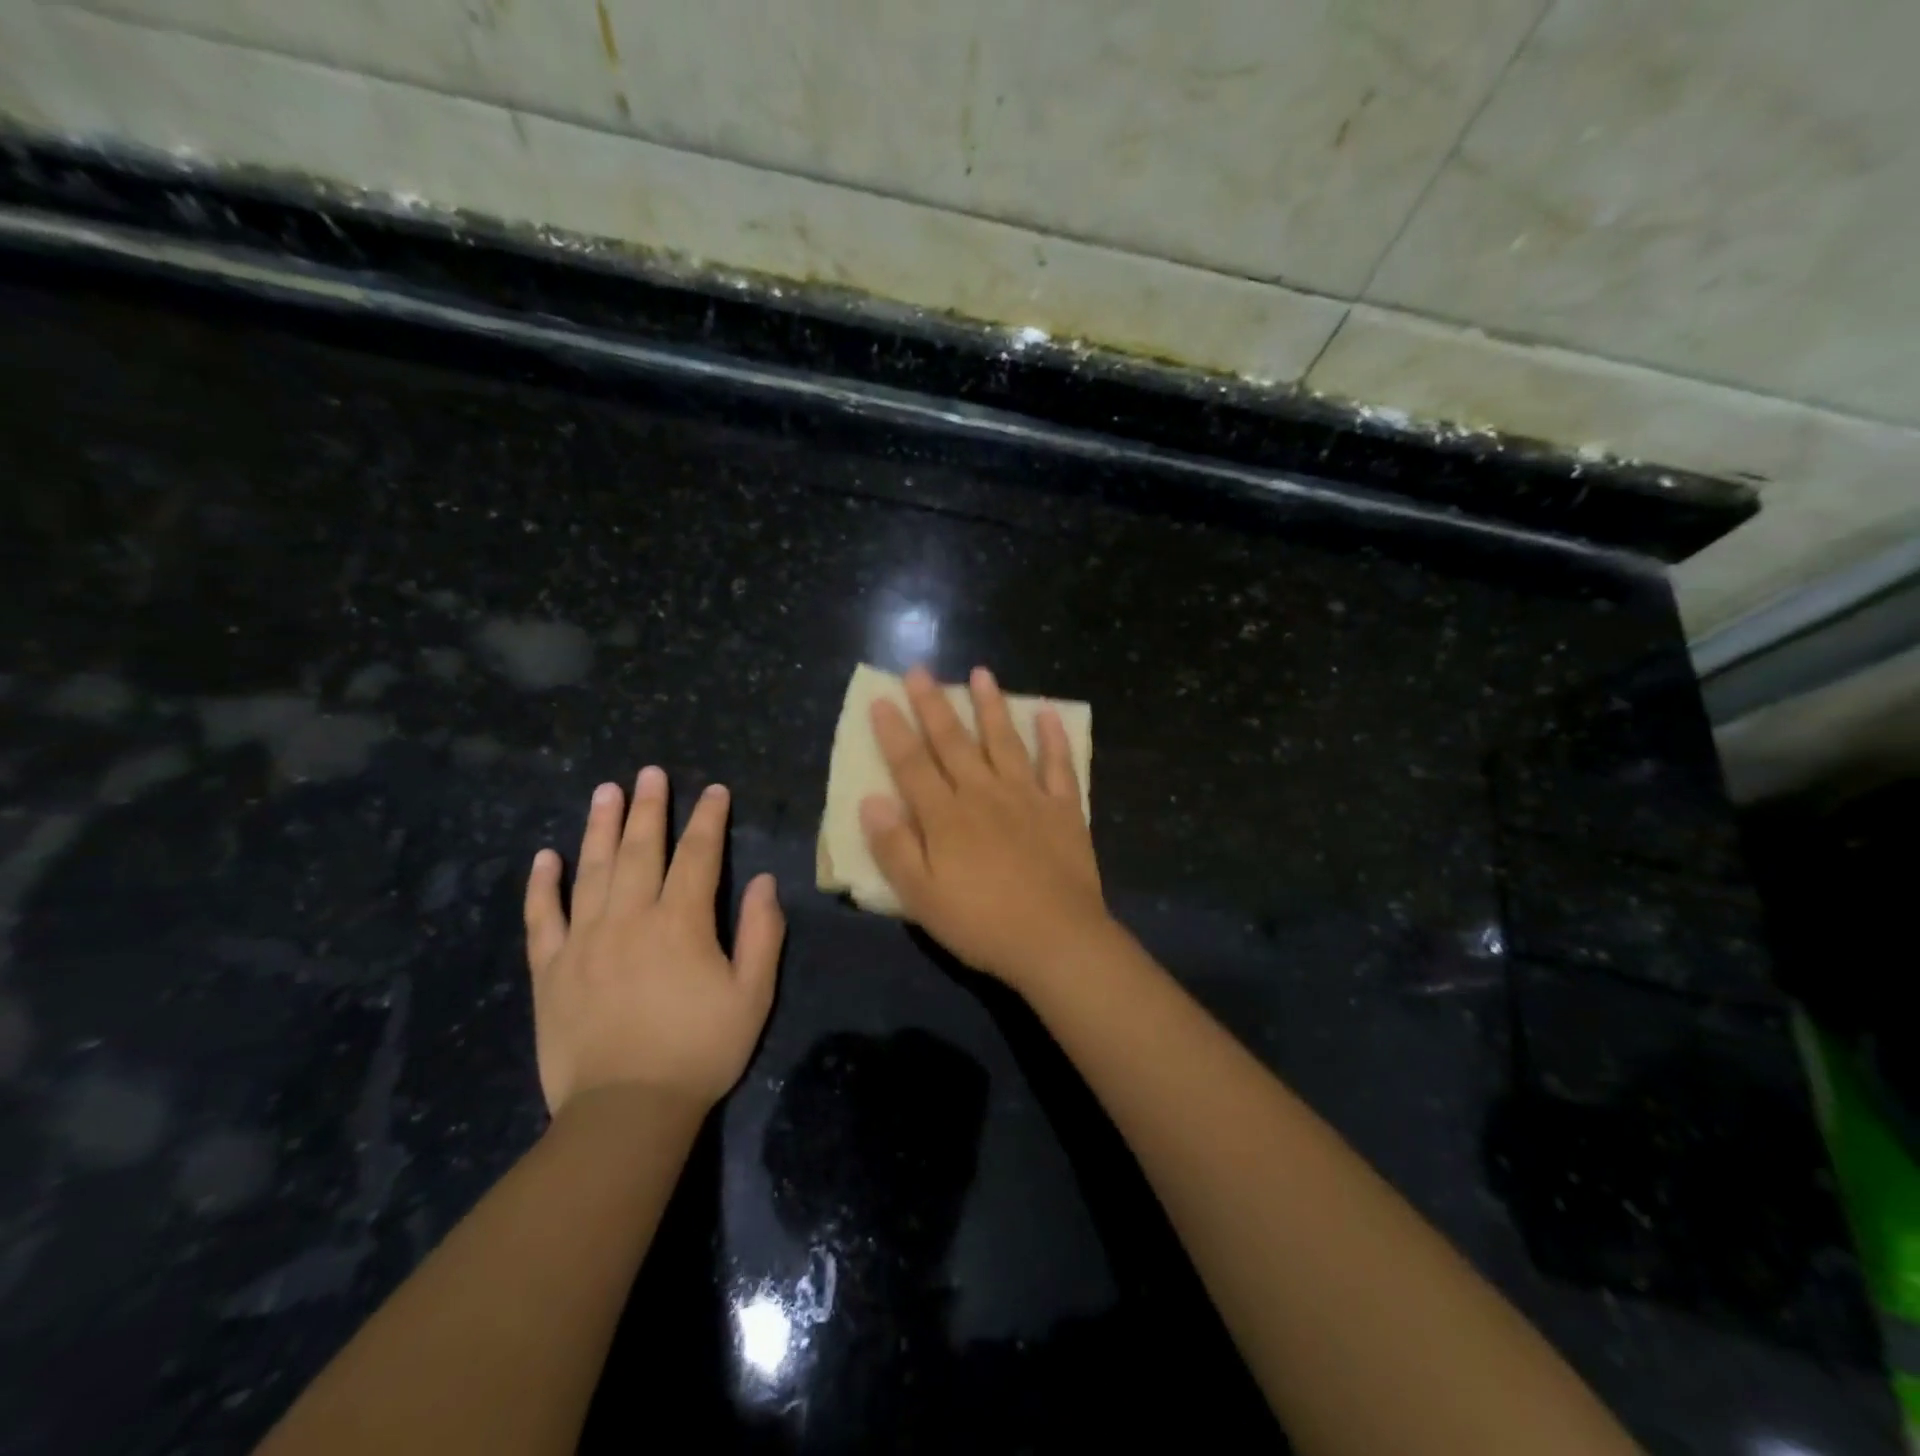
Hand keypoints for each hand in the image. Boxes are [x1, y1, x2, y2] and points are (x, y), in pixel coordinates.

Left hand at [523, 770, 783, 1114]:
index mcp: (681, 923)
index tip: (715, 791)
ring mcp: (584, 941)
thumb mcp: (752, 995)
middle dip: (650, 807)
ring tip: (606, 791)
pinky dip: (542, 885)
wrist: (625, 1112)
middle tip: (650, 772)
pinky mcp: (551, 969)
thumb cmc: (700, 1051)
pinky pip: (542, 917)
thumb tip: (766, 882)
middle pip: (641, 850)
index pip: (698, 855)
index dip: (708, 819)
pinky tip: (545, 857)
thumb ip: (762, 934)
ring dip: (600, 827)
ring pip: (591, 870)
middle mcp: (630, 918)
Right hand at [860, 665, 1112, 990]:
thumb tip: (870, 800)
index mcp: (946, 816)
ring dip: (991, 706)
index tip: (881, 699)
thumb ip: (894, 847)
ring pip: (1004, 741)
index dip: (894, 732)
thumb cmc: (981, 924)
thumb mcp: (921, 896)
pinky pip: (1058, 765)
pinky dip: (1053, 738)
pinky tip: (1048, 713)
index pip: (912, 765)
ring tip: (981, 673)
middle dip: (933, 704)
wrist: (1056, 939)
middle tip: (920, 670)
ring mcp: (1027, 796)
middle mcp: (983, 794)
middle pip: (953, 742)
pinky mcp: (1063, 809)